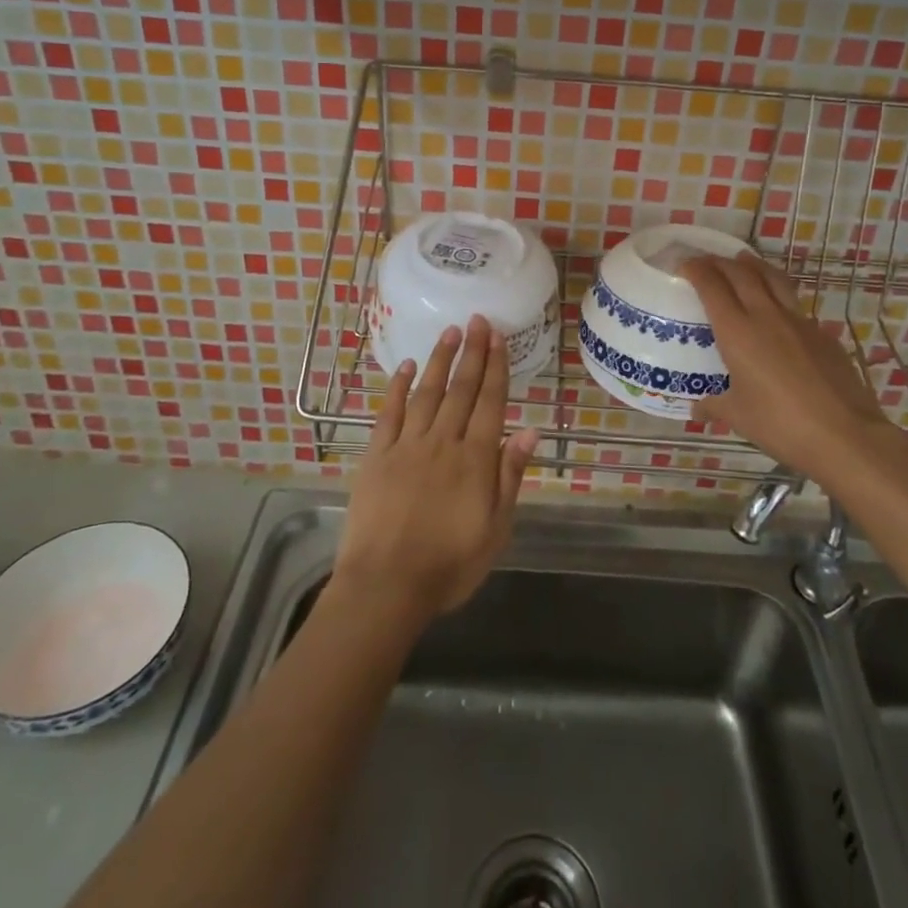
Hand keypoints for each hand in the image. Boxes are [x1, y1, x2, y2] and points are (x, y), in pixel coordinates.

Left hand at [332, 317, 538, 630]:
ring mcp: (407, 446)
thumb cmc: (449, 565)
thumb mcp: (495, 530)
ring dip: (440, 360)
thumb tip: (531, 431)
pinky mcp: (377, 456)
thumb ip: (511, 476)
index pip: (490, 402)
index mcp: (475, 459)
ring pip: (427, 392)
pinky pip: (389, 413)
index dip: (495, 367)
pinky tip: (406, 367)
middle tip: (477, 320)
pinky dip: (398, 387)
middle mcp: (443, 442)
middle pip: (461, 389)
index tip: (497, 337)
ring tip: (450, 332)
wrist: (386, 586)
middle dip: (472, 352)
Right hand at [683, 252, 897, 488]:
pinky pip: (795, 304)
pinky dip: (779, 295)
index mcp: (737, 332)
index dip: (696, 270)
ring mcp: (799, 322)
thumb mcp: (739, 417)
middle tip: (707, 261)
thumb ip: (715, 406)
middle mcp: (766, 316)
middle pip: (741, 273)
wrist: (845, 434)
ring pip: (773, 278)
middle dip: (720, 262)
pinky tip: (778, 311)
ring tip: (743, 261)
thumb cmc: (781, 424)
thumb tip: (698, 408)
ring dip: (753, 265)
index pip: (712, 286)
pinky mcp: (823, 333)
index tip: (684, 265)